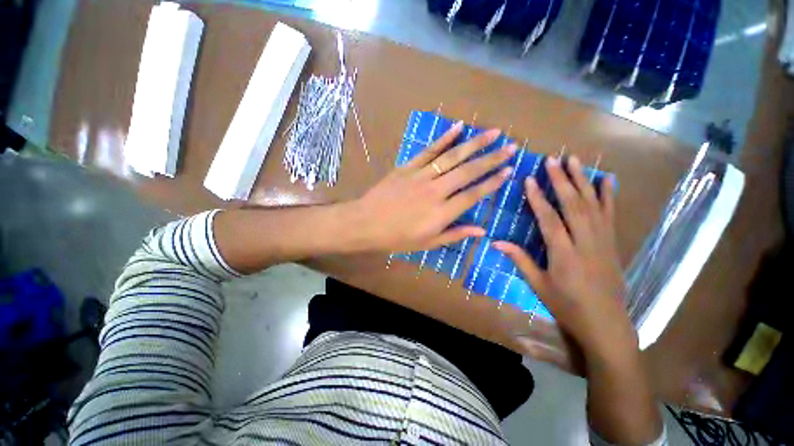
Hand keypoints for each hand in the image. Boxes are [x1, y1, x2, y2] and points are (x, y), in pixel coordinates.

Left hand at [352, 121, 515, 252]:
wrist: (366, 223)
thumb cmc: (397, 238)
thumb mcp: (427, 243)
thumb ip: (455, 235)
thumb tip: (481, 231)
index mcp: (441, 213)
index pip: (473, 194)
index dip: (492, 183)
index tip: (509, 171)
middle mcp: (436, 191)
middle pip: (468, 172)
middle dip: (491, 158)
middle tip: (511, 146)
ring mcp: (421, 176)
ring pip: (452, 157)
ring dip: (474, 143)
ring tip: (493, 132)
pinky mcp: (408, 167)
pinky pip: (428, 150)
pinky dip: (444, 138)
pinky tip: (458, 127)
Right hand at [493, 156, 635, 356]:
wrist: (606, 323)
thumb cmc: (567, 305)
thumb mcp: (537, 285)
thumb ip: (519, 259)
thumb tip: (495, 242)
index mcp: (564, 255)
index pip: (549, 219)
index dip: (538, 198)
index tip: (529, 179)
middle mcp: (585, 243)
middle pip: (573, 205)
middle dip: (561, 180)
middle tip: (552, 160)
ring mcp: (603, 241)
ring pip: (593, 205)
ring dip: (583, 180)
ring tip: (574, 160)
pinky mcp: (612, 243)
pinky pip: (610, 214)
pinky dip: (609, 195)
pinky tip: (607, 180)